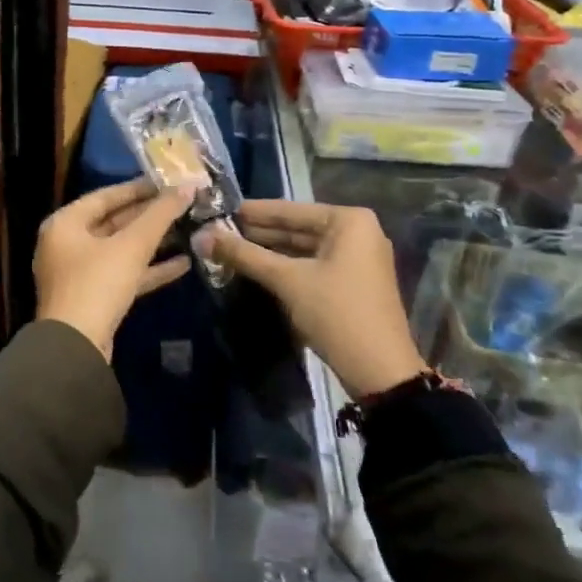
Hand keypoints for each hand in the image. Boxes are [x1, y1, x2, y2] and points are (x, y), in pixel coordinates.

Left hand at [35, 179, 194, 359]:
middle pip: (113, 222)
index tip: (168, 182)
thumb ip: (160, 215)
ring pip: (121, 250)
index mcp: (65, 223)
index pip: (105, 196)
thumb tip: (188, 187)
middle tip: (183, 205)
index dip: (138, 188)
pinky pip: (124, 274)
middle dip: (149, 216)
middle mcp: (67, 244)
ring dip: (153, 243)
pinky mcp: (94, 298)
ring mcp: (79, 273)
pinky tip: (183, 264)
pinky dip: (149, 269)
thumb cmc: (97, 284)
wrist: (76, 348)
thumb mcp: (131, 246)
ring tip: (188, 230)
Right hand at [199, 200, 423, 396]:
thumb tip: (202, 235)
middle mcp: (357, 232)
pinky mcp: (350, 282)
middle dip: (257, 233)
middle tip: (216, 232)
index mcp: (349, 221)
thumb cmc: (336, 313)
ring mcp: (356, 259)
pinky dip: (284, 267)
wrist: (379, 372)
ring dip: (267, 251)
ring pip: (302, 248)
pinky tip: (254, 268)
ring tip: (228, 249)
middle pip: (296, 228)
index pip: (289, 210)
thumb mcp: (287, 280)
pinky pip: (310, 265)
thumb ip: (244, 255)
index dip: (251, 212)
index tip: (217, 210)